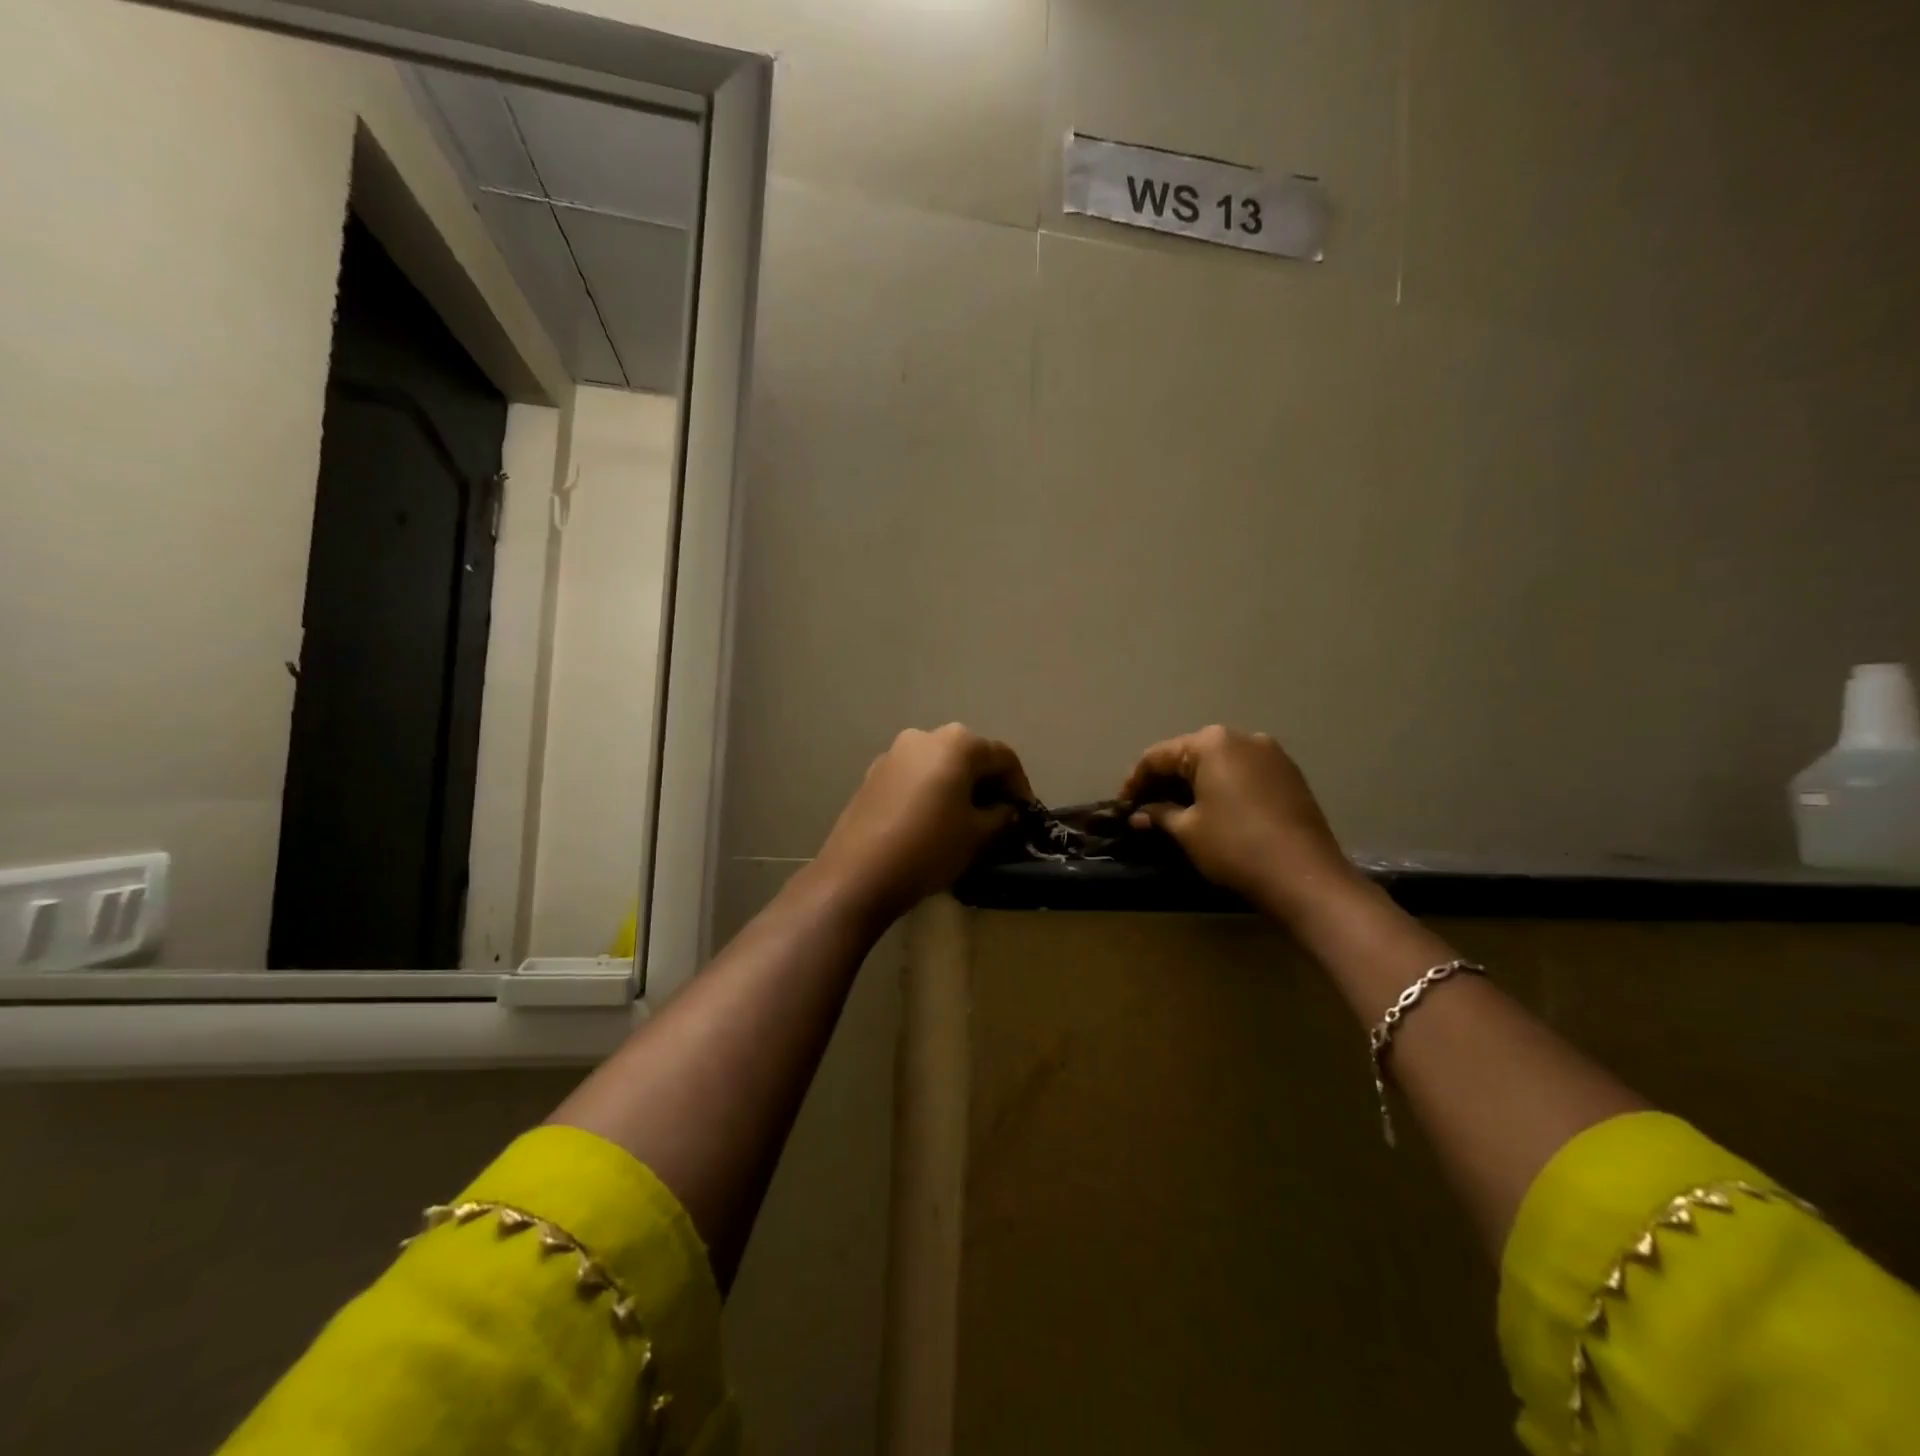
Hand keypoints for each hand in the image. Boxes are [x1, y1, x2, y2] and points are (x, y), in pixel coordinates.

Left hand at [813, 724, 1031, 926]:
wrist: (858, 874)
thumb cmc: (930, 848)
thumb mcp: (978, 835)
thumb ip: (1001, 816)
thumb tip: (1006, 810)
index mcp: (957, 743)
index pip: (1003, 757)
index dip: (1020, 786)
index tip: (1026, 814)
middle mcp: (923, 736)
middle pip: (969, 755)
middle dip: (988, 783)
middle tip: (999, 816)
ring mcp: (893, 754)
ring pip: (938, 765)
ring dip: (957, 787)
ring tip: (965, 820)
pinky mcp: (871, 776)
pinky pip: (914, 778)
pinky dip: (930, 792)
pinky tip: (931, 822)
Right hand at [1121, 726, 1360, 919]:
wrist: (1305, 875)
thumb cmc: (1235, 846)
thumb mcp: (1188, 831)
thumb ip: (1160, 815)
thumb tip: (1139, 815)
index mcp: (1211, 743)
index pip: (1158, 756)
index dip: (1135, 781)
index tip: (1123, 805)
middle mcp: (1242, 737)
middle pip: (1190, 754)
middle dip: (1165, 780)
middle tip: (1146, 808)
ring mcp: (1271, 754)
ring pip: (1219, 763)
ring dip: (1194, 784)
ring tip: (1177, 811)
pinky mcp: (1290, 775)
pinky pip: (1244, 773)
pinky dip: (1222, 787)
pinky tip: (1213, 811)